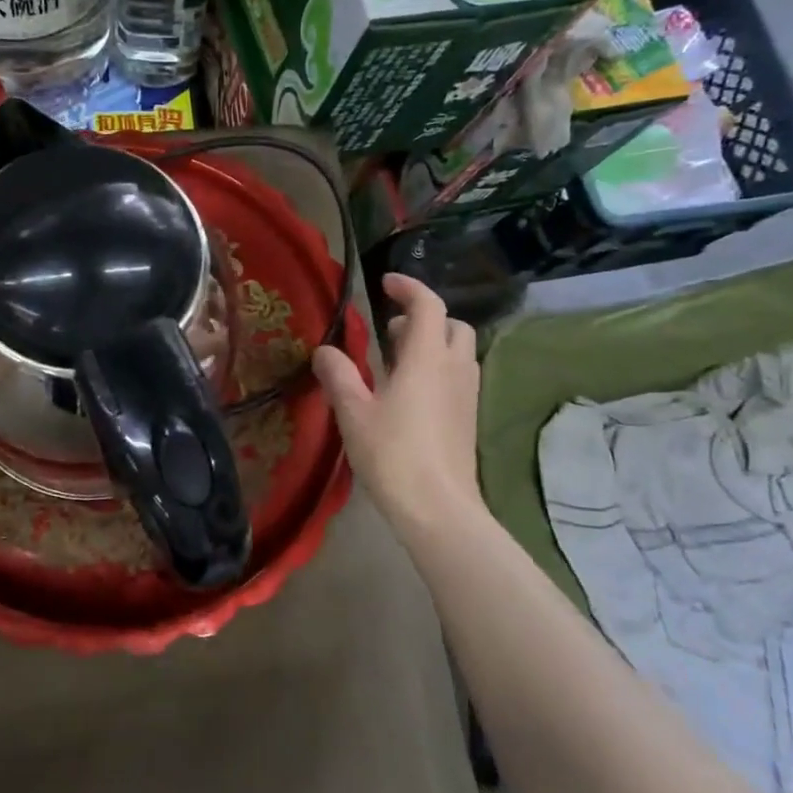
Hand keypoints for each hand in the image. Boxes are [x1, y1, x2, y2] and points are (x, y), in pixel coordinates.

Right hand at [314, 274, 481, 530]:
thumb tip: (324, 350)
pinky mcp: (468, 418)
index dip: (409, 287)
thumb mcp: (354, 412)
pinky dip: (437, 368)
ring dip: (432, 343)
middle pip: (452, 325)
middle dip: (424, 317)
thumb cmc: (393, 455)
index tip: (385, 283)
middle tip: (390, 330)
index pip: (428, 305)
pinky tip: (409, 393)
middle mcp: (454, 369)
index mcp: (427, 359)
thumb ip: (338, 375)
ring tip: (395, 361)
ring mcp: (466, 394)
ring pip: (458, 351)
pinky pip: (457, 376)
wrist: (439, 509)